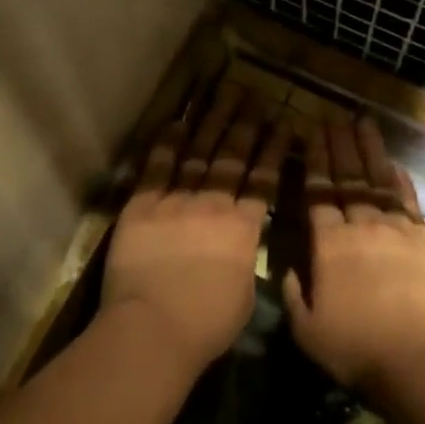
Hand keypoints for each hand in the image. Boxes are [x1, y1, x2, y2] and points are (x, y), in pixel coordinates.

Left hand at [101, 83, 291, 372]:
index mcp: (243, 228)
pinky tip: (177, 121)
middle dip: (245, 124)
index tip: (282, 122)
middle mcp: (213, 205)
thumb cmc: (206, 324)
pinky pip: (157, 168)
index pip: (263, 179)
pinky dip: (167, 143)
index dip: (273, 149)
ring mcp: (176, 201)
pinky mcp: (142, 206)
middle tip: (254, 96)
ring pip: (198, 153)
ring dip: (211, 122)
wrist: (154, 328)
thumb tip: (242, 244)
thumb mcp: (245, 293)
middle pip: (232, 157)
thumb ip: (245, 259)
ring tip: (223, 96)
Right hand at [282, 117, 424, 391]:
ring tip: (362, 122)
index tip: (310, 133)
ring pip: (378, 181)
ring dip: (369, 150)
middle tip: (332, 116)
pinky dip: (401, 181)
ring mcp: (396, 230)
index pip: (317, 194)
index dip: (314, 161)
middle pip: (346, 179)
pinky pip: (409, 202)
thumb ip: (294, 295)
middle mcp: (360, 227)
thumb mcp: (308, 332)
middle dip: (338, 145)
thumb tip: (286, 270)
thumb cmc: (359, 349)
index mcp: (328, 245)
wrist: (423, 357)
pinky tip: (395, 163)